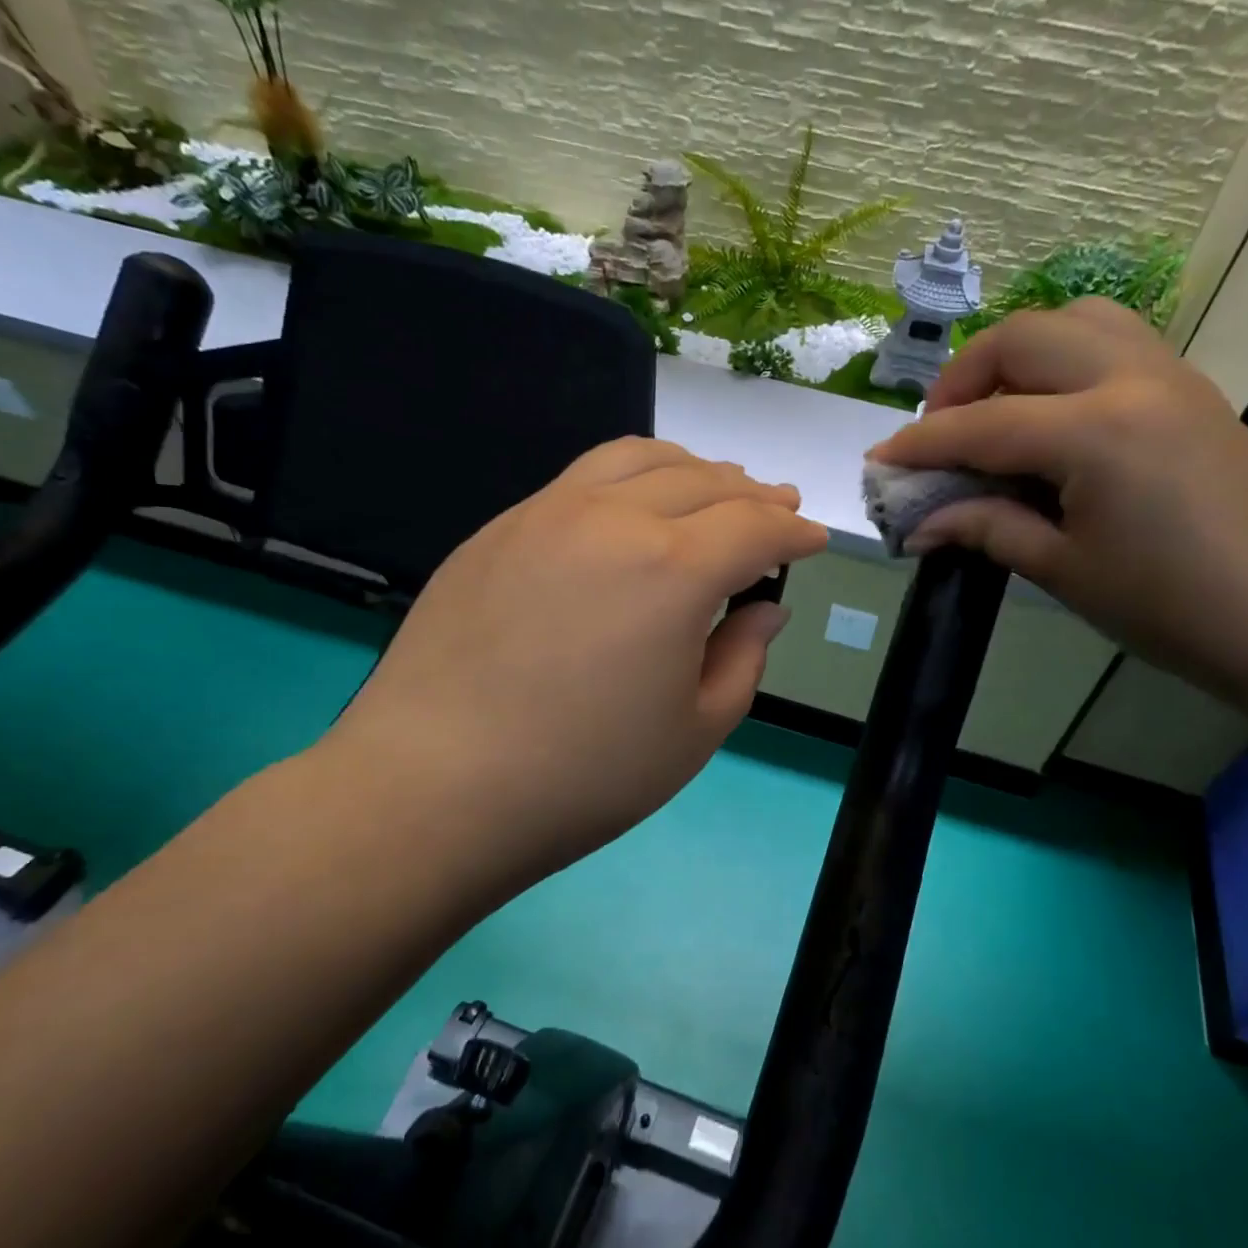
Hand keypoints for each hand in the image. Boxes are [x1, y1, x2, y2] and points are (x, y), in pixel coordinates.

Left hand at [321, 438, 828, 907]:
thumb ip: (742, 658)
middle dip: (752, 495)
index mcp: (673, 569)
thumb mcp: (695, 732)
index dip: (794, 532)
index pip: (755, 527)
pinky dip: (630, 477)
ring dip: (692, 469)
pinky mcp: (498, 529)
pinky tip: (632, 507)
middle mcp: (613, 517)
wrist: (433, 787)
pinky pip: (581, 478)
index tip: (814, 540)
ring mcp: (546, 513)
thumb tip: (764, 609)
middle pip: (703, 482)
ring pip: (638, 459)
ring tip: (715, 486)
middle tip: (777, 508)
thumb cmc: (584, 775)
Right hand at [868, 299, 1247, 700]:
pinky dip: (1063, 359)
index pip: (981, 425)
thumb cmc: (1170, 606)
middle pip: (1021, 338)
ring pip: (1073, 320)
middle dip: (961, 379)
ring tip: (994, 412)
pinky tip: (1050, 416)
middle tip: (938, 434)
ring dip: (1017, 356)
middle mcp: (1131, 378)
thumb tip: (920, 524)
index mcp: (1096, 432)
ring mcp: (1169, 373)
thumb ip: (986, 529)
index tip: (879, 462)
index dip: (919, 445)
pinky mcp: (1189, 387)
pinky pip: (1112, 339)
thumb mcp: (1063, 570)